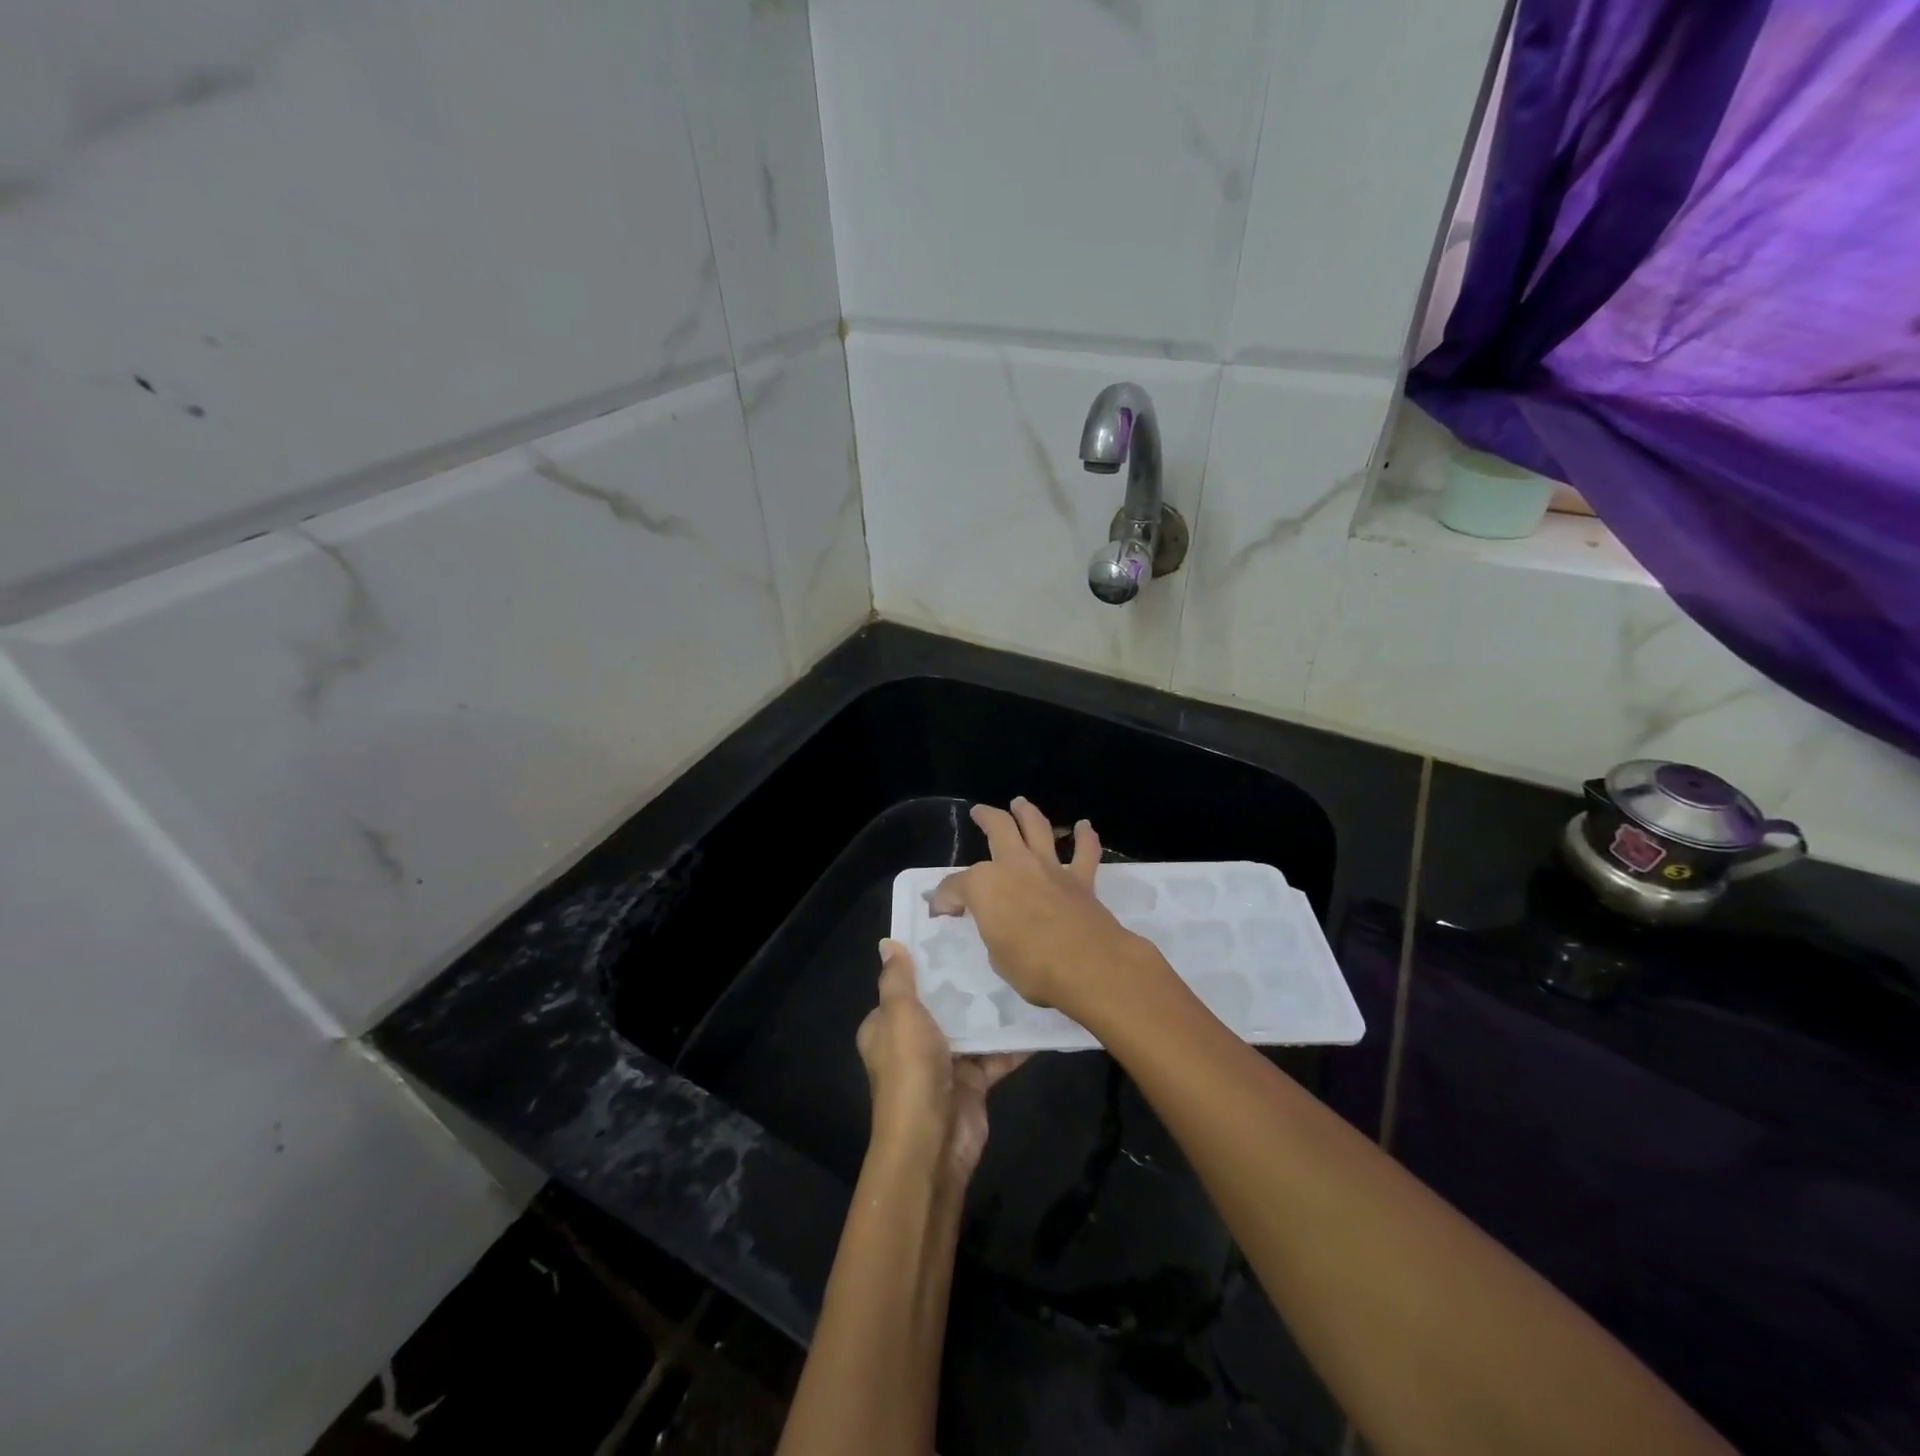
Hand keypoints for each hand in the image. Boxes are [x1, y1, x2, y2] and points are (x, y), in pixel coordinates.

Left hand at [857, 940, 1027, 1183]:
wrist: (933, 1142)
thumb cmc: (910, 1070)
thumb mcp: (899, 1015)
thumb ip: (897, 979)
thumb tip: (887, 944)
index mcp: (886, 1027)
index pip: (904, 987)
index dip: (924, 963)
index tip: (953, 932)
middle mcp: (913, 1043)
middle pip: (941, 1004)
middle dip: (965, 982)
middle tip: (996, 947)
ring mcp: (944, 1064)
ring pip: (972, 1028)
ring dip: (992, 1010)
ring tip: (1021, 974)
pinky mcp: (973, 1083)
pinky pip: (996, 1055)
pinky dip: (1014, 1042)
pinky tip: (1038, 1017)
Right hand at [928, 797, 1160, 1022]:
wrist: (1088, 966)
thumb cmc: (1032, 966)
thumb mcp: (996, 955)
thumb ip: (990, 931)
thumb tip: (989, 922)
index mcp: (984, 885)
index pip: (955, 887)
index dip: (944, 899)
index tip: (941, 911)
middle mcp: (1015, 865)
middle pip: (998, 829)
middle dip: (986, 817)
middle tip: (979, 812)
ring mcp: (1049, 868)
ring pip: (1037, 828)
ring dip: (1027, 812)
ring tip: (1020, 803)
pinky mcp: (1080, 879)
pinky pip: (1085, 851)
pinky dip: (1086, 837)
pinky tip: (1084, 826)